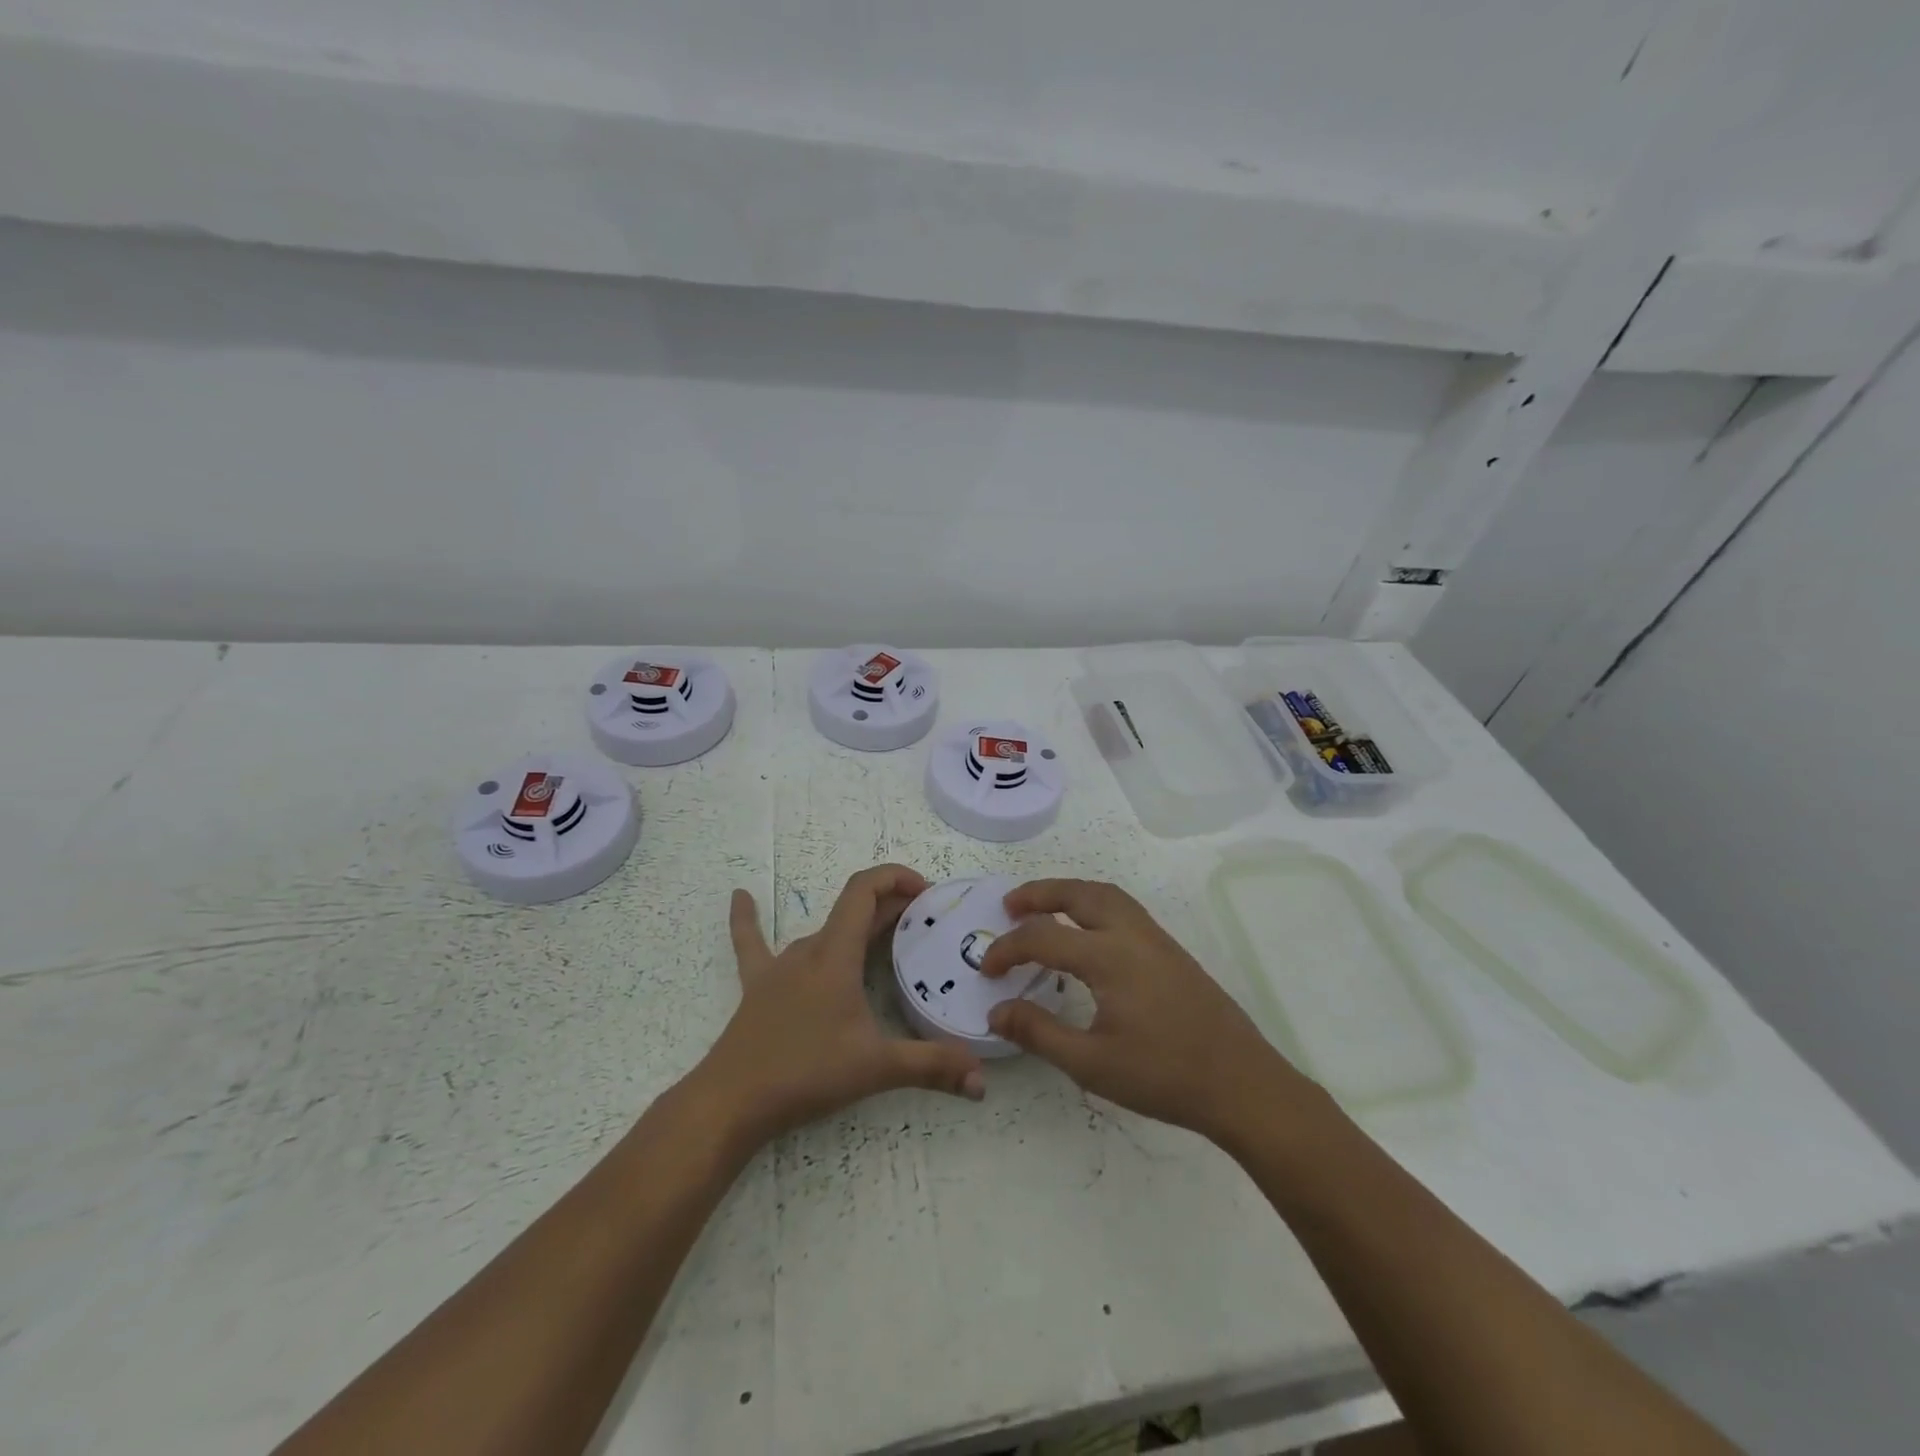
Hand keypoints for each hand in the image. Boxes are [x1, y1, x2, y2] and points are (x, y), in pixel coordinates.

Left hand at [693, 864, 986, 1151]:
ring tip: (883, 936)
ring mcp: (778, 966)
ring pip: (824, 932)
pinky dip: (749, 918)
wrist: (731, 1102)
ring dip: (855, 926)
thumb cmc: (806, 1072)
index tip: (926, 891)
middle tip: (924, 922)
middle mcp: (808, 949)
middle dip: (891, 907)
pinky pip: (752, 945)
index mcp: (836, 954)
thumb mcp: (876, 1068)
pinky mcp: (757, 987)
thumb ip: (931, 1067)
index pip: (864, 892)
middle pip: (852, 911)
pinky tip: (739, 896)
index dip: (895, 878)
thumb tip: (982, 1082)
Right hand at [980, 878, 1316, 1145]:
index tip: (987, 971)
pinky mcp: (1171, 951)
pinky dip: (1094, 903)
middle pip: (1078, 893)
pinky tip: (1088, 931)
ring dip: (1069, 892)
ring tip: (1043, 907)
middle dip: (1039, 893)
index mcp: (1108, 957)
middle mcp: (1131, 934)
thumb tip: (996, 1010)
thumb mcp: (1092, 1064)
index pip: (1043, 937)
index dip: (1008, 949)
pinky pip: (1124, 908)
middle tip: (1009, 904)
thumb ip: (1039, 1033)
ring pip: (1106, 894)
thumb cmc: (1164, 1076)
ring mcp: (1156, 939)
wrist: (1242, 1084)